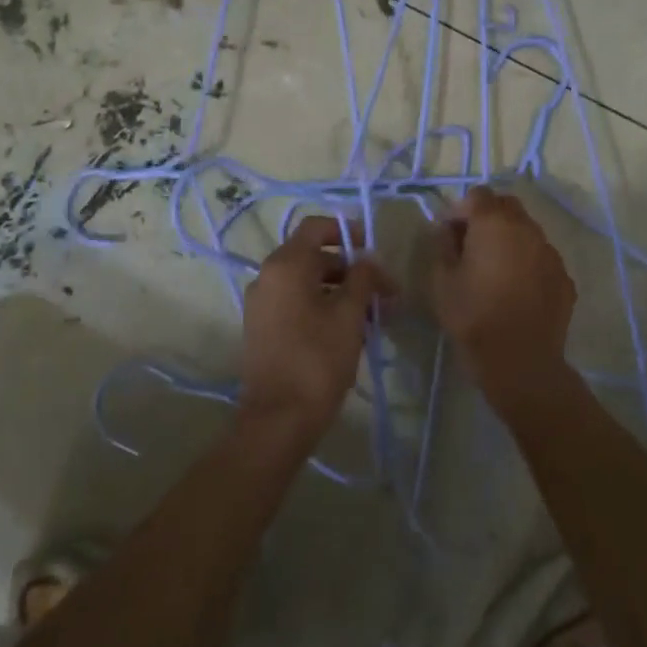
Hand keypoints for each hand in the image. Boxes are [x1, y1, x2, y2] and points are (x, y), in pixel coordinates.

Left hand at [238, 215, 391, 447]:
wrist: (278, 419)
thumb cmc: (317, 359)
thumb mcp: (349, 314)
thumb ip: (362, 278)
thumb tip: (369, 260)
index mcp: (286, 264)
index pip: (316, 227)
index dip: (347, 231)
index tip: (373, 249)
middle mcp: (267, 276)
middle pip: (314, 257)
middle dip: (352, 270)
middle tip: (384, 293)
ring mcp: (261, 303)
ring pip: (307, 283)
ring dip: (341, 291)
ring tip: (374, 317)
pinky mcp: (262, 328)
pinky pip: (296, 303)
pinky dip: (322, 306)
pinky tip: (350, 331)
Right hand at [431, 186, 575, 396]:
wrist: (521, 363)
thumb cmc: (473, 317)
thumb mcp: (442, 280)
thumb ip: (443, 245)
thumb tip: (448, 230)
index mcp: (494, 224)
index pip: (477, 195)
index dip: (460, 210)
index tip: (448, 233)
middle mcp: (527, 229)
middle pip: (506, 206)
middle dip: (487, 217)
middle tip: (470, 244)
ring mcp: (550, 253)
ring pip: (527, 231)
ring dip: (509, 238)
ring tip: (494, 268)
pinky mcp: (564, 278)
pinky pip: (542, 257)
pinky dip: (527, 262)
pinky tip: (516, 288)